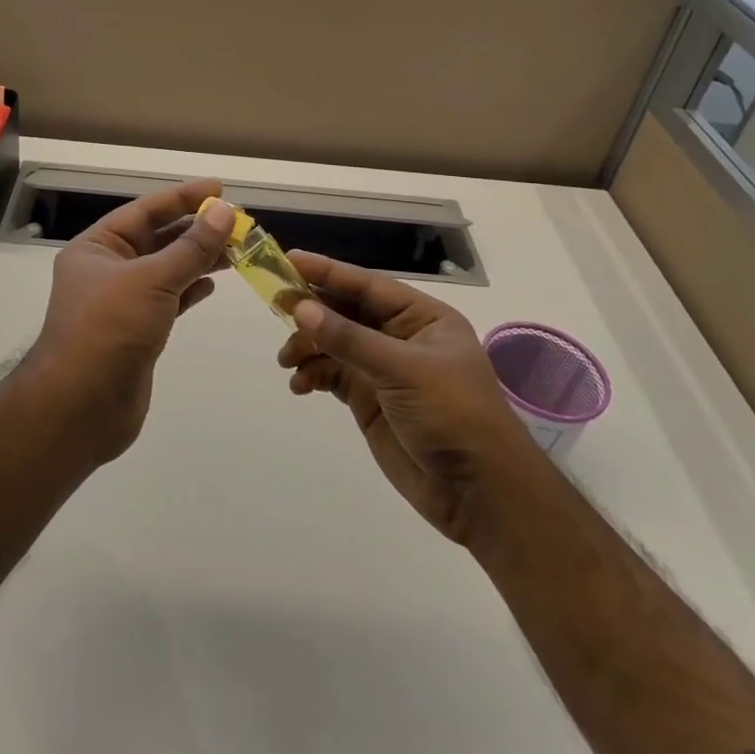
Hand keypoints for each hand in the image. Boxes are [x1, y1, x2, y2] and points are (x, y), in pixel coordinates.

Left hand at [27, 178, 235, 465]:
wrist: (80, 407)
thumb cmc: (109, 330)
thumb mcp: (152, 280)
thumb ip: (191, 247)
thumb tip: (225, 212)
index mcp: (97, 247)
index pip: (144, 211)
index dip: (183, 198)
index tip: (220, 189)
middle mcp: (106, 270)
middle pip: (156, 239)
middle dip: (195, 230)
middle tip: (238, 222)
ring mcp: (121, 303)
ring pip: (166, 270)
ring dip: (198, 258)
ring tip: (237, 249)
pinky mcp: (137, 332)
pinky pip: (168, 299)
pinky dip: (190, 289)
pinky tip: (212, 283)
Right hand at [278, 253, 535, 544]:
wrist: (479, 493)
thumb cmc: (452, 414)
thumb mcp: (402, 370)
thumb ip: (349, 339)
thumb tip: (300, 308)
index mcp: (422, 317)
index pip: (366, 285)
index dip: (327, 272)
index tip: (287, 261)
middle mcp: (401, 337)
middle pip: (346, 311)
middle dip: (311, 310)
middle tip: (274, 307)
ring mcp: (384, 369)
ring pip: (335, 343)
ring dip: (308, 347)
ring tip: (287, 361)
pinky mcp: (370, 400)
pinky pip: (333, 375)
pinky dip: (313, 376)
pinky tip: (300, 386)